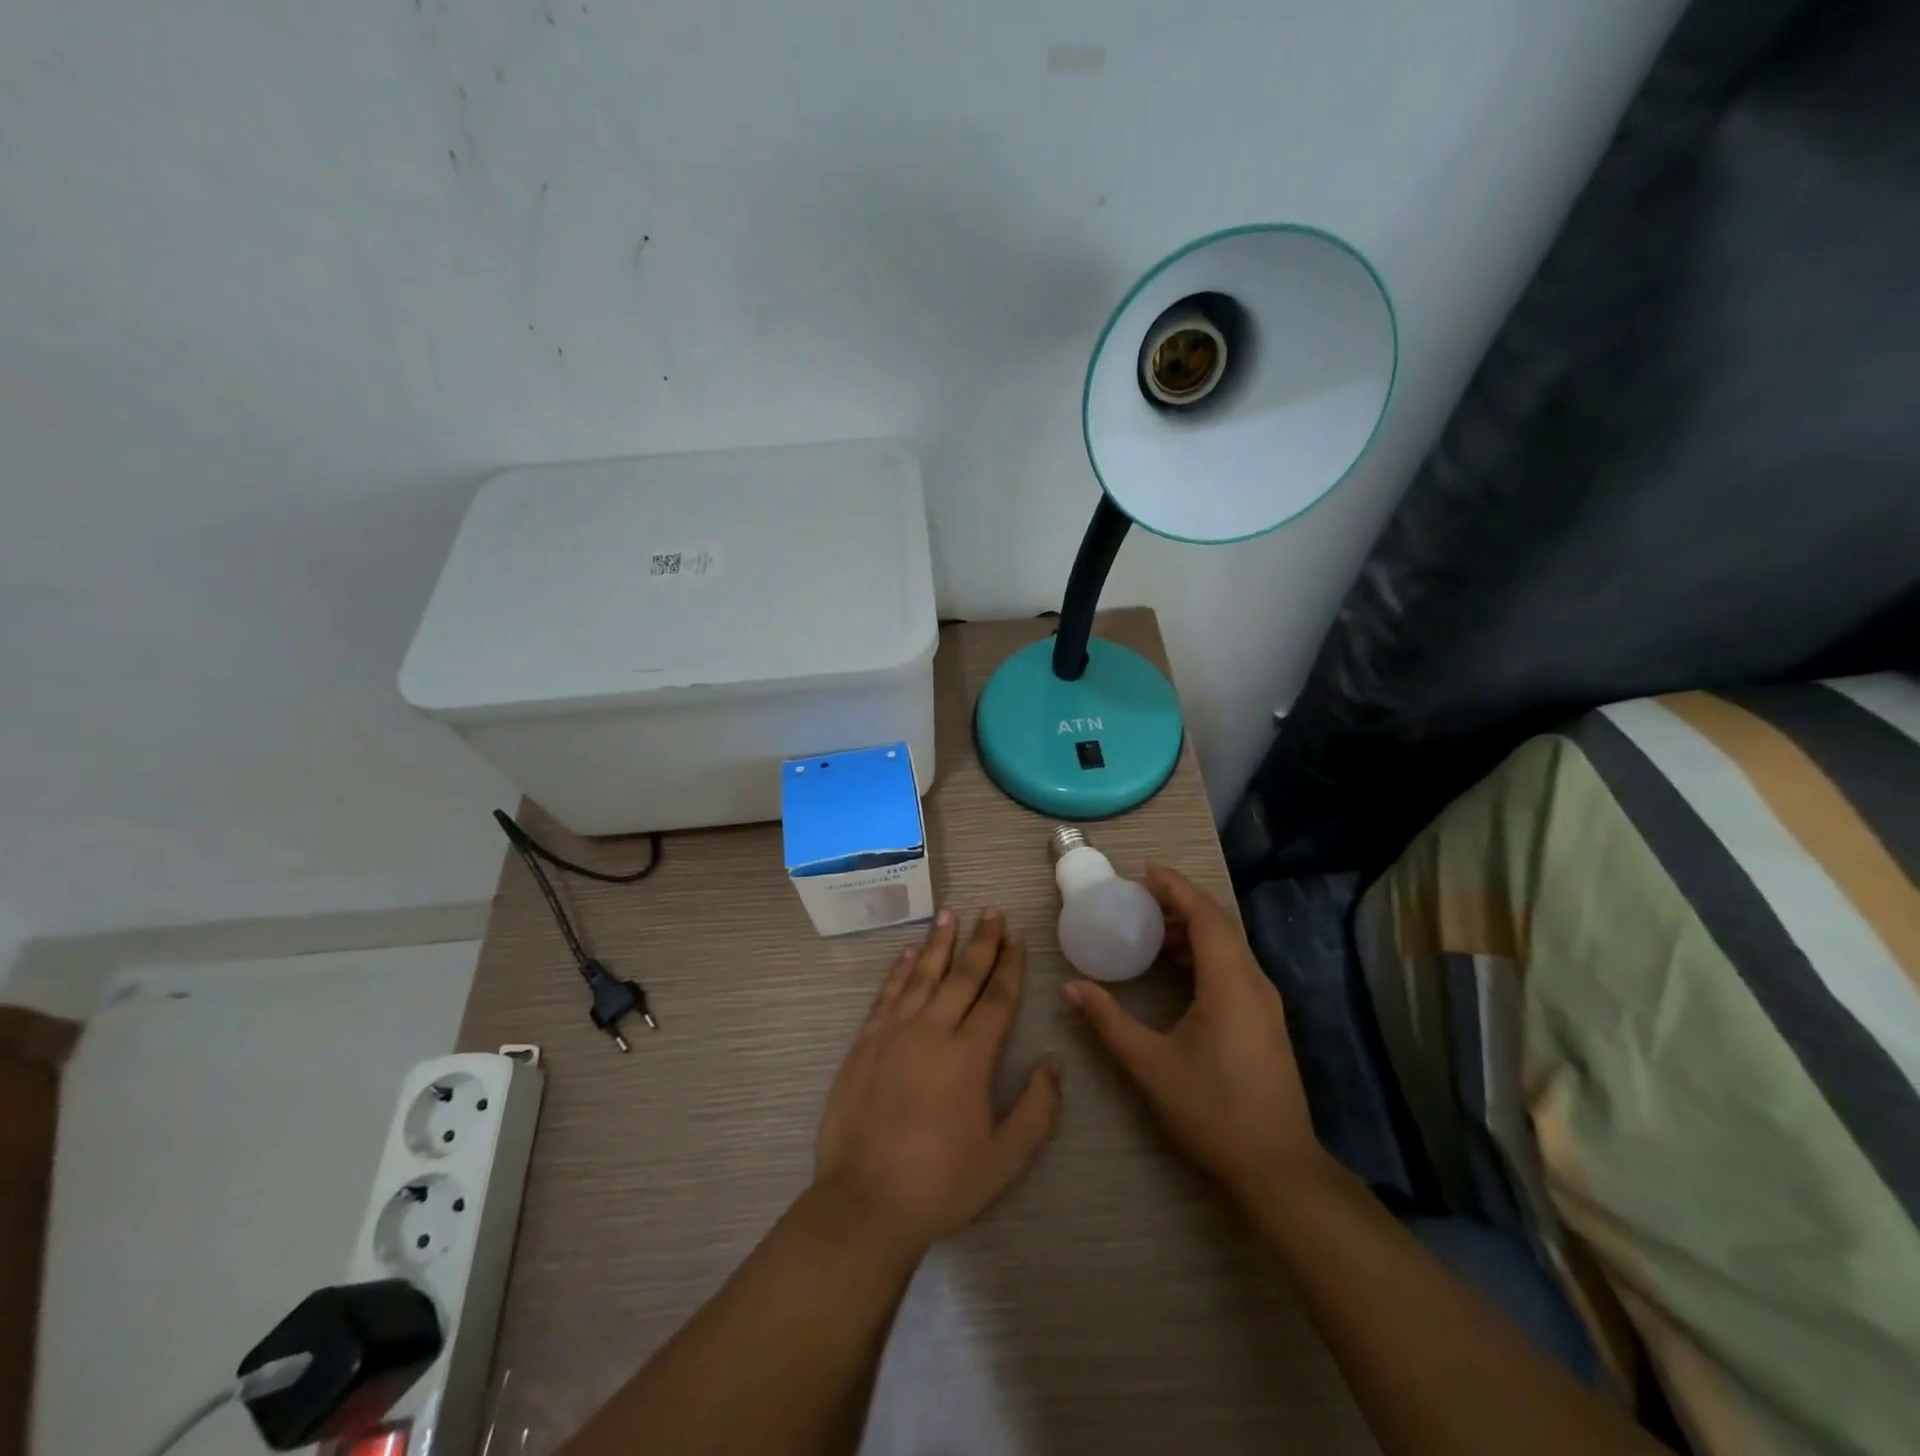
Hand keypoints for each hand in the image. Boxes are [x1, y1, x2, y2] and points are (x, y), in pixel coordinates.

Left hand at [814, 908, 1061, 1254]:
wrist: (865, 1202)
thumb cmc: (941, 1184)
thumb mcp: (1004, 1159)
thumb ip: (1036, 1110)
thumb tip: (1052, 1063)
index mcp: (969, 1056)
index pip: (996, 998)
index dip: (1009, 965)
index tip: (1017, 937)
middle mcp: (932, 1032)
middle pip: (962, 976)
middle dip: (980, 942)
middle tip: (992, 911)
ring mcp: (894, 1034)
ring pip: (921, 975)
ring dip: (938, 943)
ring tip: (949, 914)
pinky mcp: (864, 1044)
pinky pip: (886, 996)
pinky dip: (897, 972)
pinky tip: (905, 954)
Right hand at [1061, 864, 1321, 1199]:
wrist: (1277, 1168)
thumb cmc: (1212, 1111)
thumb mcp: (1150, 1065)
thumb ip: (1108, 1021)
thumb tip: (1071, 988)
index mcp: (1230, 984)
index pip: (1205, 916)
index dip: (1176, 887)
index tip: (1145, 870)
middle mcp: (1254, 983)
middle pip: (1220, 924)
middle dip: (1181, 903)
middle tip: (1139, 897)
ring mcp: (1265, 1002)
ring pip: (1229, 946)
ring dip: (1193, 929)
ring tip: (1151, 929)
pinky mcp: (1265, 1020)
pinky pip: (1233, 966)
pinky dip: (1204, 953)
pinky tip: (1176, 968)